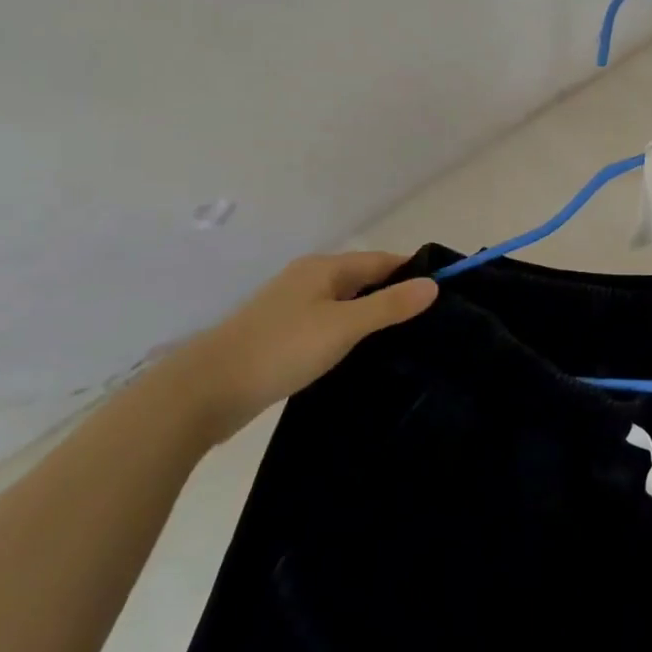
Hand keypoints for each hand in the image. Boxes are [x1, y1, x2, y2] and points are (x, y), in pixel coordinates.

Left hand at [169, 252, 437, 443]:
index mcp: (324, 268)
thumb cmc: (281, 349)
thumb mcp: (344, 326)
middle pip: (364, 279)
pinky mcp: (282, 336)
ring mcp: (292, 309)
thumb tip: (433, 285)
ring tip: (407, 340)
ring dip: (373, 317)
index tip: (445, 294)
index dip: (413, 272)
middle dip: (396, 295)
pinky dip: (350, 334)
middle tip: (432, 321)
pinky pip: (329, 325)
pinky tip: (364, 355)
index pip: (381, 260)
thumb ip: (389, 305)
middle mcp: (308, 280)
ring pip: (346, 304)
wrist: (205, 391)